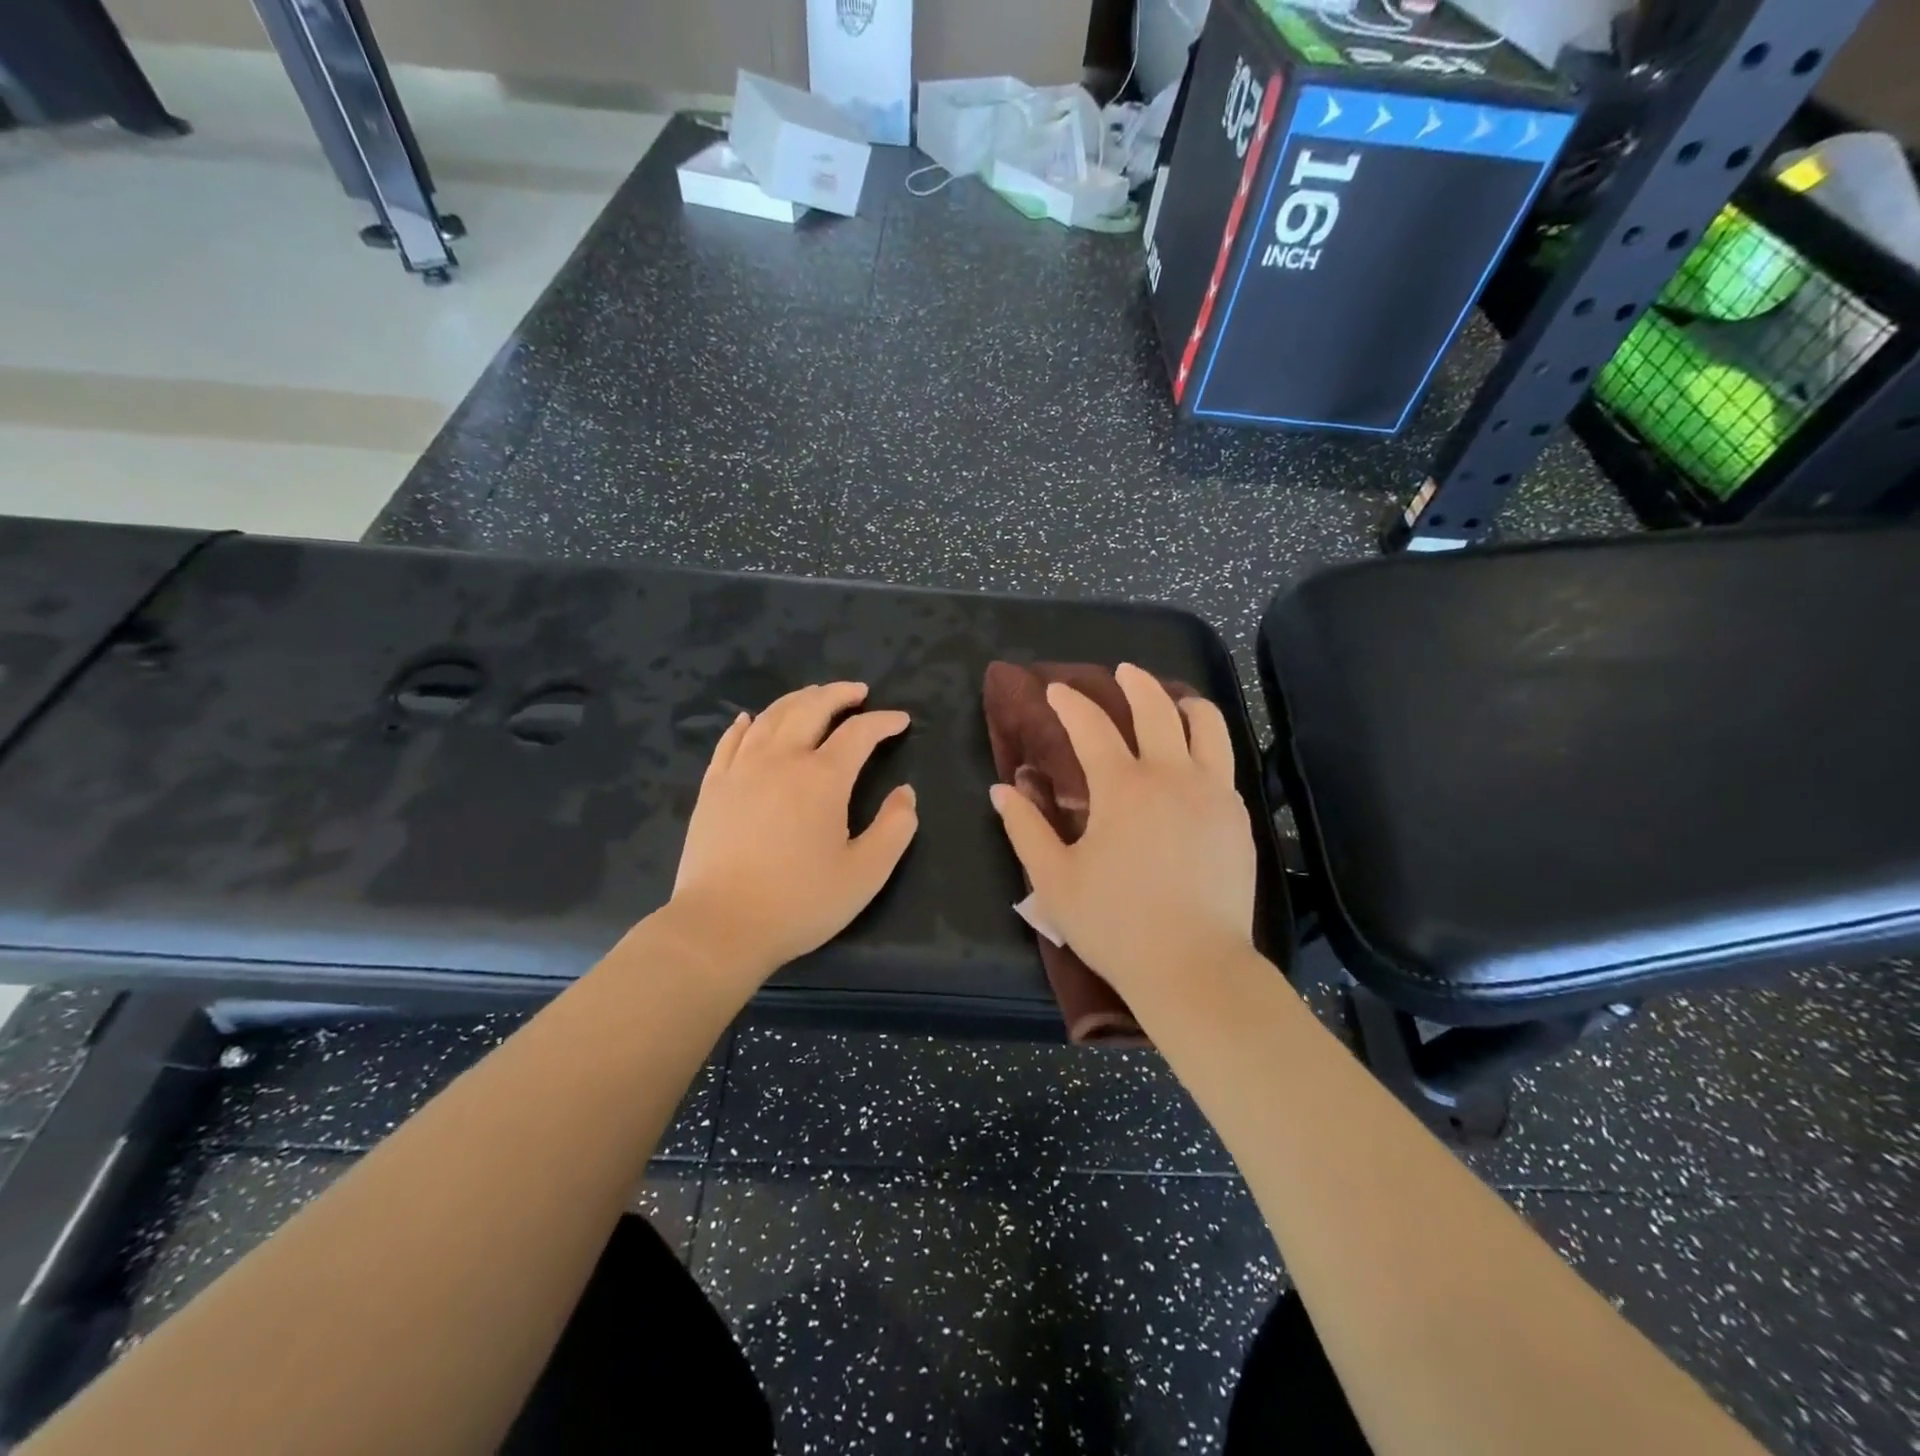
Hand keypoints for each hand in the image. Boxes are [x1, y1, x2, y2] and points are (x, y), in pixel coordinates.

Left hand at [662, 682, 917, 986]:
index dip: (883, 722)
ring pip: (770, 717)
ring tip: (814, 696)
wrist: (720, 927)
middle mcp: (781, 760)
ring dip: (797, 700)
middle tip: (858, 692)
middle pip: (811, 708)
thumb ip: (895, 828)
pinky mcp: (713, 787)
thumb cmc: (800, 903)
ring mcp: (741, 770)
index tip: (901, 720)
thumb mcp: (866, 874)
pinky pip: (729, 741)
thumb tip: (905, 793)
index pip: (859, 733)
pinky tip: (750, 719)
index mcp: (822, 778)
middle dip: (838, 694)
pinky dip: (745, 724)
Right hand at [988, 663, 1255, 1008]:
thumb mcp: (1054, 879)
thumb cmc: (1115, 924)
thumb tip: (1003, 789)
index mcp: (1122, 787)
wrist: (1194, 967)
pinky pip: (1225, 763)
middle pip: (1156, 708)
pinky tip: (1196, 759)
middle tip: (1122, 672)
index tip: (1055, 690)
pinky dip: (1207, 745)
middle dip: (1135, 682)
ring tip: (1174, 701)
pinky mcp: (1238, 818)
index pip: (1091, 726)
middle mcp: (1171, 776)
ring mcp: (1213, 793)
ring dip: (1185, 704)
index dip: (1070, 703)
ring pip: (1207, 726)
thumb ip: (1025, 828)